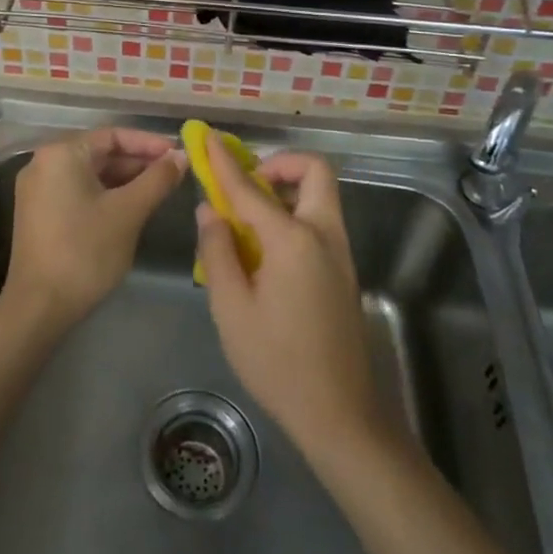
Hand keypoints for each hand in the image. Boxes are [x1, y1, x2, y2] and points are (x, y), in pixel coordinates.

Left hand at [5, 127, 184, 332]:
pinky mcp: (39, 212)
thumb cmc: (86, 252)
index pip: (113, 135)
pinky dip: (105, 195)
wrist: (39, 307)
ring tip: (159, 191)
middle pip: (100, 152)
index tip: (178, 154)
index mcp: (62, 153)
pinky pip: (78, 191)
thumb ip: (157, 179)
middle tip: (174, 174)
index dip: (149, 143)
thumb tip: (181, 156)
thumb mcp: (128, 212)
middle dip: (138, 162)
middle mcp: (44, 162)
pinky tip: (131, 207)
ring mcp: (38, 189)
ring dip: (124, 180)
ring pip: (90, 173)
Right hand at [194, 142, 383, 457]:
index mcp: (293, 240)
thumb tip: (210, 211)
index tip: (208, 139)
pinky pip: (320, 222)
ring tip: (248, 219)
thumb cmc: (277, 363)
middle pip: (314, 173)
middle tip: (246, 184)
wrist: (340, 414)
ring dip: (287, 190)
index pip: (251, 188)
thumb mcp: (231, 309)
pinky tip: (266, 251)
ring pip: (320, 196)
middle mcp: (324, 235)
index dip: (225, 163)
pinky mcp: (344, 272)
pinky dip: (294, 215)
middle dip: (279, 164)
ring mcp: (340, 253)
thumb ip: (217, 252)